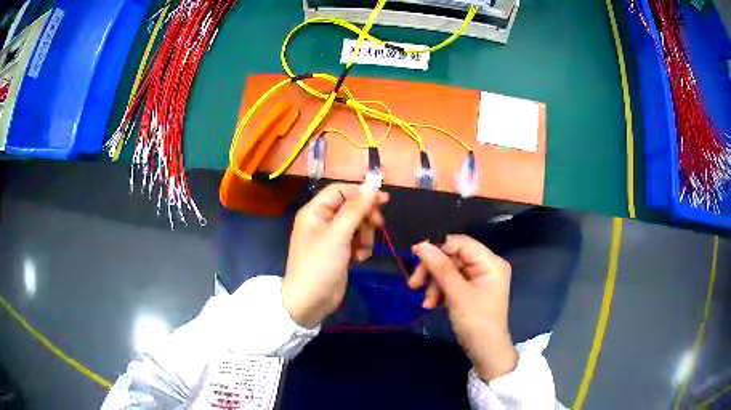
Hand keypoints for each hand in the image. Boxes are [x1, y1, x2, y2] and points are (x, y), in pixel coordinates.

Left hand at [282, 183, 387, 328]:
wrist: (310, 301)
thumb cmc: (320, 263)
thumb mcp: (338, 234)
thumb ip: (356, 209)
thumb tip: (372, 186)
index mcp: (315, 211)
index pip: (340, 191)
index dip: (361, 193)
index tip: (383, 200)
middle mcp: (322, 221)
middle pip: (351, 207)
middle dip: (365, 217)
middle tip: (378, 225)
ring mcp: (331, 238)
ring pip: (357, 225)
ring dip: (365, 236)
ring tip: (362, 250)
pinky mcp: (339, 252)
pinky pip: (356, 241)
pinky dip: (361, 248)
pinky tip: (359, 259)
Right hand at [409, 235, 517, 381]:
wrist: (485, 351)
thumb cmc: (476, 321)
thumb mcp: (457, 294)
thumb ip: (440, 268)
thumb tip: (421, 245)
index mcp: (491, 262)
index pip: (461, 243)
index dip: (437, 246)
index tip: (414, 254)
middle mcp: (486, 266)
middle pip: (453, 257)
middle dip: (433, 271)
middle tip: (414, 283)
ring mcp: (478, 279)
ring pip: (449, 271)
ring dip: (434, 284)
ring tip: (426, 302)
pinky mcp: (471, 290)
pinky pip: (451, 283)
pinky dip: (439, 291)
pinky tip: (431, 304)